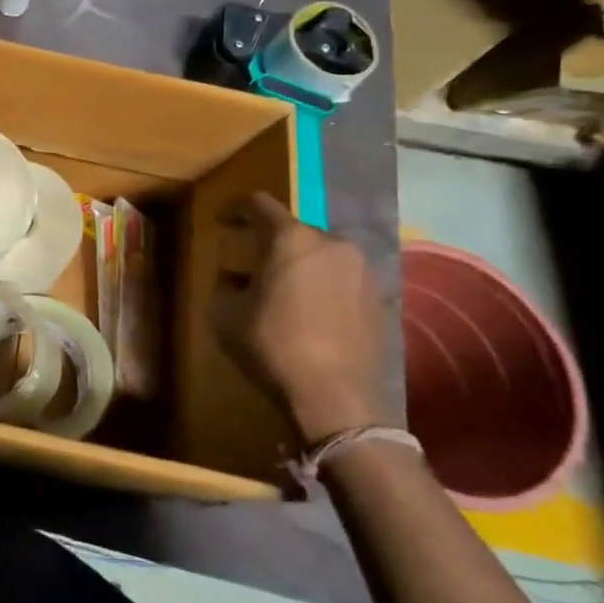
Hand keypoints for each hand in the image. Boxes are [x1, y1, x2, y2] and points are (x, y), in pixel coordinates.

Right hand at [213, 193, 391, 447]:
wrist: (336, 398)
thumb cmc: (273, 346)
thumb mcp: (226, 313)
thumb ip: (226, 284)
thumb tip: (235, 277)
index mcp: (292, 239)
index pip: (259, 205)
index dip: (236, 209)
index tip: (223, 221)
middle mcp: (333, 244)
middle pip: (294, 230)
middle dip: (270, 242)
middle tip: (250, 263)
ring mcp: (362, 271)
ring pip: (321, 255)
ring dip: (299, 264)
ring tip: (282, 290)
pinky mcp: (380, 299)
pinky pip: (341, 279)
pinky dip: (322, 285)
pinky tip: (309, 312)